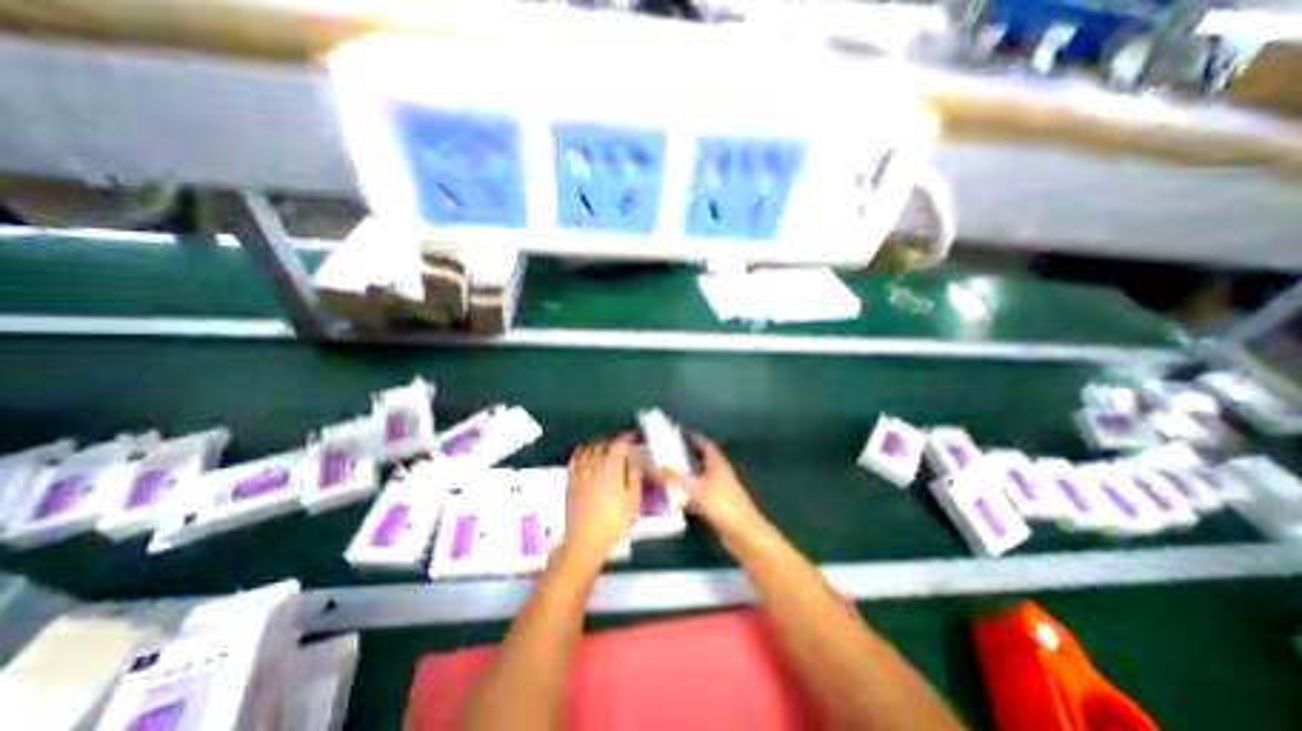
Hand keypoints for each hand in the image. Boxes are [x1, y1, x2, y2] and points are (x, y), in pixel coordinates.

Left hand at [559, 433, 638, 563]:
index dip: (626, 438)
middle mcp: (594, 466)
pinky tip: (583, 452)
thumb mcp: (632, 501)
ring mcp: (580, 474)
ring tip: (605, 448)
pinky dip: (580, 452)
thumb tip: (633, 460)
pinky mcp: (570, 482)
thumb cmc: (614, 523)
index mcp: (611, 469)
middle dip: (613, 442)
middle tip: (621, 445)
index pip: (618, 445)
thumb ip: (633, 477)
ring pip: (588, 450)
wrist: (584, 543)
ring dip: (598, 445)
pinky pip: (574, 460)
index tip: (632, 436)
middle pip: (602, 445)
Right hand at [657, 435, 766, 542]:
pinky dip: (689, 490)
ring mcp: (720, 488)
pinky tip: (677, 496)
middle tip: (666, 453)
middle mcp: (719, 471)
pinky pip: (700, 491)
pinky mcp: (719, 503)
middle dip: (685, 454)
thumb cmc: (722, 505)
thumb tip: (651, 464)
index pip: (703, 443)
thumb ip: (673, 477)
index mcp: (717, 462)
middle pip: (701, 458)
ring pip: (700, 475)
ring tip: (667, 471)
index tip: (675, 433)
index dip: (691, 436)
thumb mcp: (695, 489)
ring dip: (686, 472)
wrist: (746, 534)